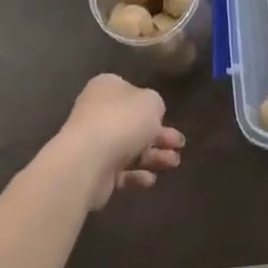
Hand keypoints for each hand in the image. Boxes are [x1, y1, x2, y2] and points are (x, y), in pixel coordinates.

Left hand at [55, 74, 184, 211]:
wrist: (88, 160)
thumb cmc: (122, 120)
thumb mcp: (152, 102)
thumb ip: (155, 105)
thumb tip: (149, 116)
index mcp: (107, 88)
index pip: (131, 92)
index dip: (150, 104)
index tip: (166, 116)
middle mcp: (98, 112)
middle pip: (134, 123)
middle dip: (160, 135)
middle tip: (179, 144)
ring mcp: (95, 143)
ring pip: (131, 149)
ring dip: (155, 156)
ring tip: (174, 163)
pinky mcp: (95, 171)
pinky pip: (121, 171)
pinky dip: (137, 175)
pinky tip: (150, 179)